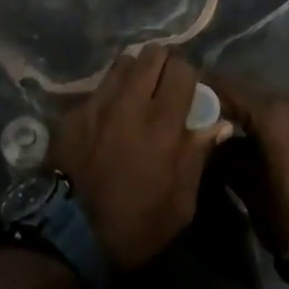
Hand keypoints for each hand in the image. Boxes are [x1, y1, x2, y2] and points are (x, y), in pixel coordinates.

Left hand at [49, 46, 230, 271]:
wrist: (70, 234)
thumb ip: (197, 155)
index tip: (189, 92)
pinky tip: (111, 114)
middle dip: (163, 64)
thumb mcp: (181, 203)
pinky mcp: (75, 109)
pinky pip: (100, 86)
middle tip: (165, 87)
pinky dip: (111, 92)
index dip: (189, 76)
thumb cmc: (136, 225)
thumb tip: (218, 123)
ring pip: (123, 62)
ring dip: (136, 72)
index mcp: (162, 124)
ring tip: (138, 93)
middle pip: (152, 54)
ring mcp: (98, 101)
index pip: (182, 69)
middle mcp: (130, 101)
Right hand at [208, 77, 288, 253]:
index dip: (203, 91)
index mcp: (273, 112)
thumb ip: (222, 154)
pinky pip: (284, 115)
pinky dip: (266, 122)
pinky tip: (251, 139)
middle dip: (225, 101)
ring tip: (223, 128)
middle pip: (248, 91)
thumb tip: (207, 138)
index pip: (227, 87)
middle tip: (201, 114)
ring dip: (246, 112)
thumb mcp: (246, 186)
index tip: (183, 98)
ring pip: (267, 103)